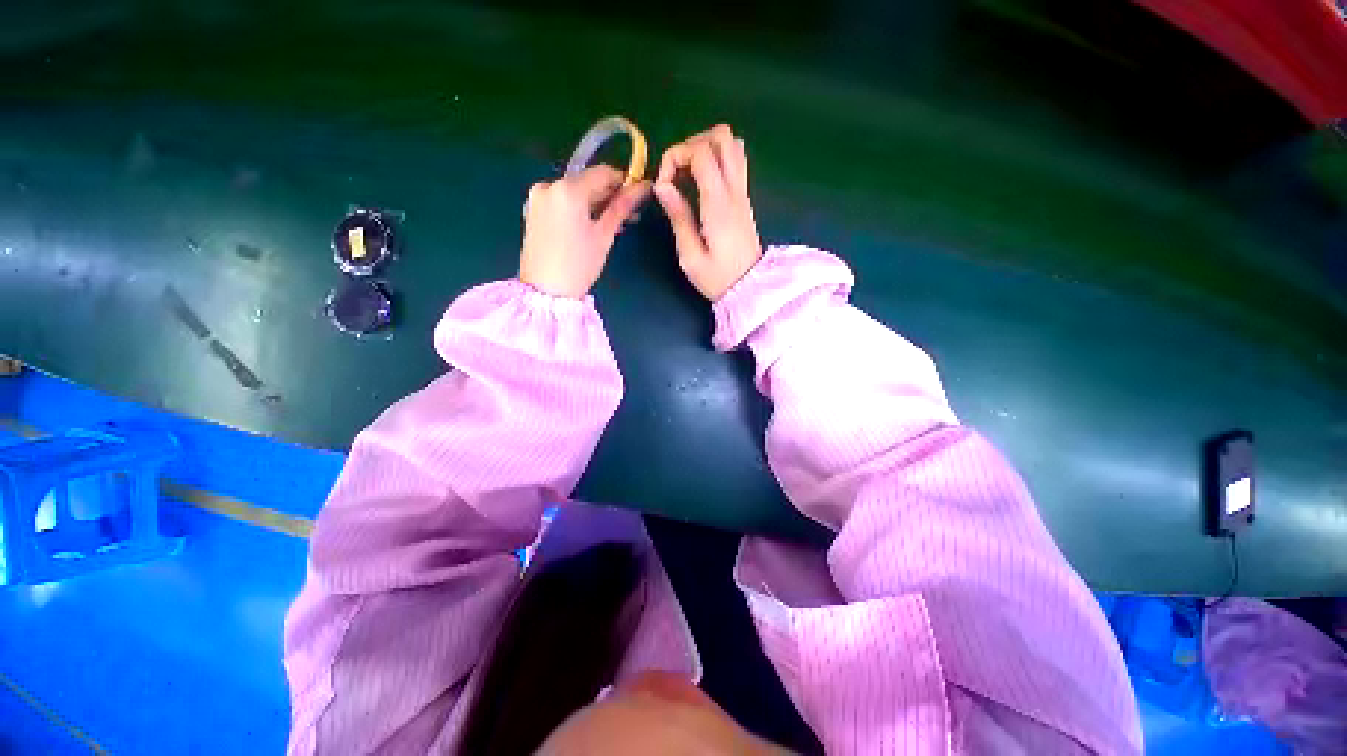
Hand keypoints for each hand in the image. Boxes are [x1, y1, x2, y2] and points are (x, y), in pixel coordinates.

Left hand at [520, 166, 649, 298]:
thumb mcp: (603, 236)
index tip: (637, 195)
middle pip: (586, 181)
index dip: (623, 182)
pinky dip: (578, 208)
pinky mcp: (533, 209)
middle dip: (608, 195)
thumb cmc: (579, 265)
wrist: (545, 291)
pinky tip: (591, 224)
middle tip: (628, 214)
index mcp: (568, 189)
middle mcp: (549, 185)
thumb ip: (621, 208)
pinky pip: (562, 201)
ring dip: (594, 203)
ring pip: (574, 192)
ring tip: (611, 223)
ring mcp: (538, 197)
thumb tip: (642, 188)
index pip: (602, 173)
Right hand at [653, 124, 762, 301]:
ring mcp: (743, 193)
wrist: (750, 290)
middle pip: (722, 136)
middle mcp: (735, 191)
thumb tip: (662, 185)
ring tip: (688, 175)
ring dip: (706, 149)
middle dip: (692, 144)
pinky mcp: (744, 199)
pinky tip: (702, 183)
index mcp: (719, 204)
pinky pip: (736, 162)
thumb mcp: (690, 256)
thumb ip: (678, 217)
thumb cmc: (717, 278)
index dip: (676, 156)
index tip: (663, 185)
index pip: (701, 152)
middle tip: (677, 173)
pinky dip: (716, 160)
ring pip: (733, 145)